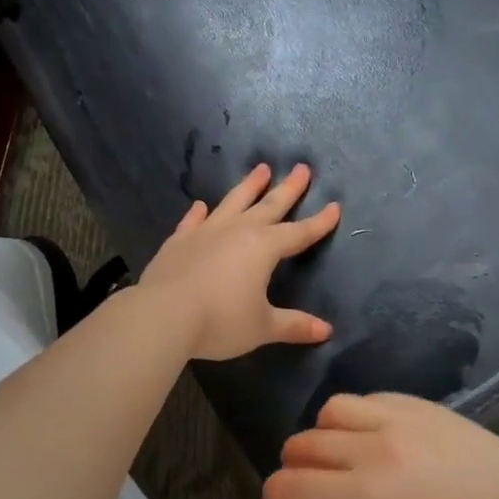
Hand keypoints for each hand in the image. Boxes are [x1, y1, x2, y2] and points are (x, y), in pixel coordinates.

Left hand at [135, 162, 340, 360]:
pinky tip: (201, 205)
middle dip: (289, 188)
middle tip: (303, 168)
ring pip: (233, 202)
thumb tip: (326, 330)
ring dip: (249, 186)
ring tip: (261, 169)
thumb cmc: (221, 321)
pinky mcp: (179, 241)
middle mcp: (238, 231)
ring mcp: (206, 232)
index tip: (335, 206)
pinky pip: (192, 221)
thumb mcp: (262, 326)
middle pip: (269, 205)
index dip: (319, 222)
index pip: (299, 233)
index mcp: (264, 248)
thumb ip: (293, 325)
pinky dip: (199, 213)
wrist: (163, 315)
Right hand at [263, 394, 498, 498]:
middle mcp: (371, 448)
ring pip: (330, 410)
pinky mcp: (416, 403)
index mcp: (365, 494)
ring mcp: (395, 418)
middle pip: (303, 444)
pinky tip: (376, 435)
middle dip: (294, 468)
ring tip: (345, 453)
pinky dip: (359, 417)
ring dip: (325, 434)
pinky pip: (368, 397)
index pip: (291, 485)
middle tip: (311, 486)